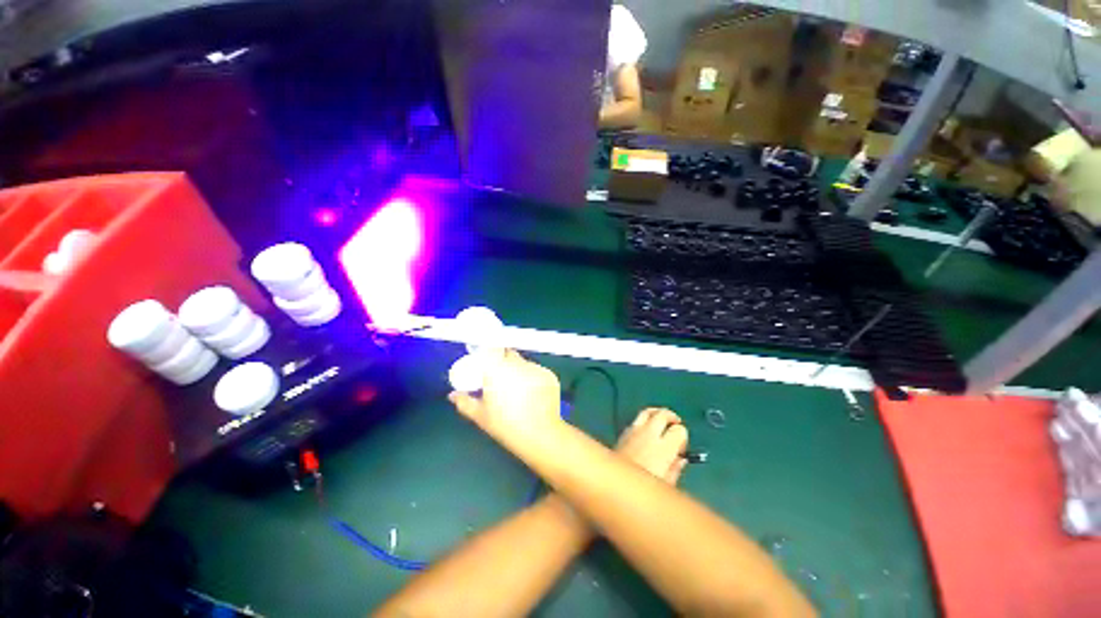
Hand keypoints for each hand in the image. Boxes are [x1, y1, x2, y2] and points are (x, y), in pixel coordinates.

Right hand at [449, 351, 563, 442]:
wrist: (539, 433)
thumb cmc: (505, 424)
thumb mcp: (480, 415)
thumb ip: (464, 402)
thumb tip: (453, 395)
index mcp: (497, 368)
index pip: (491, 348)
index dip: (489, 351)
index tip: (487, 360)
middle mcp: (517, 362)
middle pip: (508, 353)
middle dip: (503, 360)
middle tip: (500, 377)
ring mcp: (535, 367)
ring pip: (524, 363)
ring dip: (519, 370)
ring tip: (518, 390)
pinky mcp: (549, 374)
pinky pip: (537, 371)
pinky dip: (533, 378)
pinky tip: (532, 394)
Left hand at [616, 408, 688, 484]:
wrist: (614, 486)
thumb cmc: (643, 491)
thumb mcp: (666, 485)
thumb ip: (675, 468)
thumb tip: (681, 459)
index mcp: (663, 448)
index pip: (679, 430)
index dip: (683, 437)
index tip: (681, 447)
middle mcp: (648, 434)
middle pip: (662, 414)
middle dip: (671, 417)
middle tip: (676, 423)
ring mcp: (633, 431)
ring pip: (647, 412)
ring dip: (656, 413)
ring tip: (661, 420)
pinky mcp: (622, 433)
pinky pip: (636, 420)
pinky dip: (643, 421)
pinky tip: (645, 431)